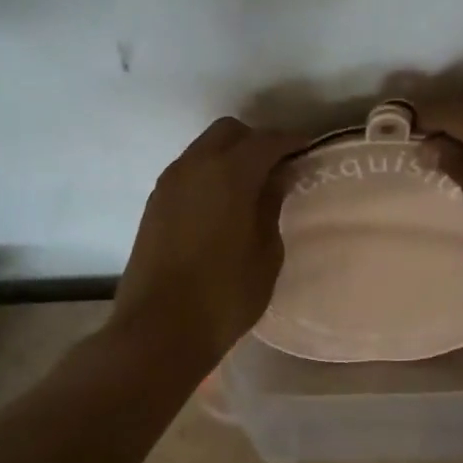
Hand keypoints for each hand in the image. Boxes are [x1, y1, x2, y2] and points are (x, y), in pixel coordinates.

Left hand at [110, 117, 308, 363]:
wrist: (158, 330)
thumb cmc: (224, 295)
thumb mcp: (266, 253)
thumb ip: (271, 205)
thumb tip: (275, 178)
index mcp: (228, 173)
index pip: (266, 141)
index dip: (290, 141)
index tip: (307, 149)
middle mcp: (194, 166)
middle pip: (228, 132)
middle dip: (256, 141)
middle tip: (278, 168)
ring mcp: (169, 184)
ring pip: (204, 148)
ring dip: (229, 156)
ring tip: (251, 187)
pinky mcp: (154, 204)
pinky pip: (188, 171)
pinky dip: (209, 173)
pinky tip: (223, 204)